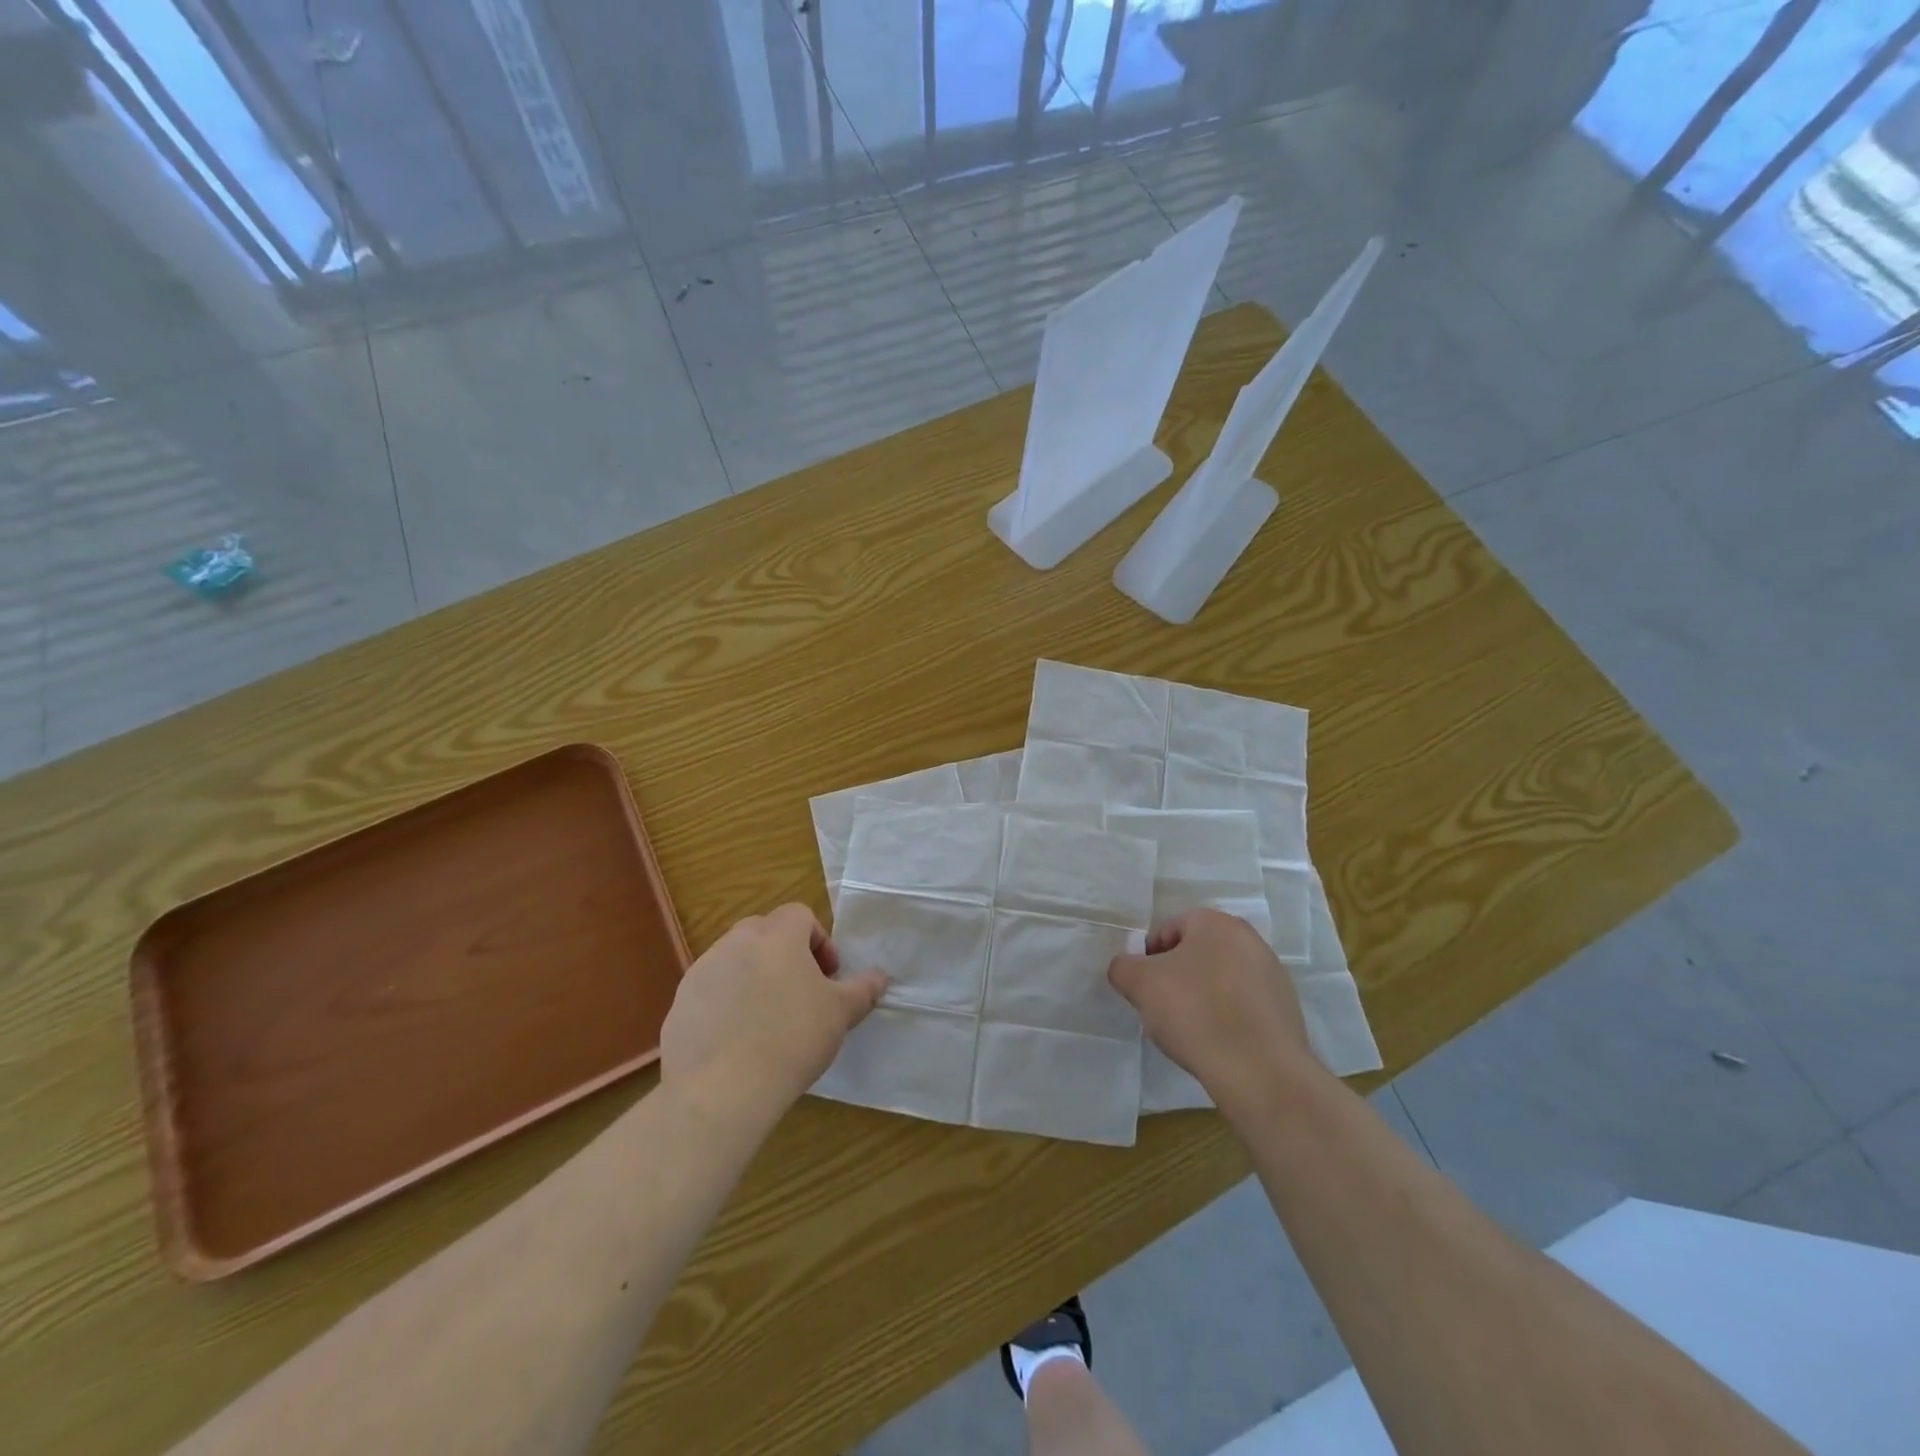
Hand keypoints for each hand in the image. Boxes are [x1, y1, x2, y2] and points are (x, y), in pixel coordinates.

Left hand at [660, 904, 886, 1126]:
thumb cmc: (792, 1038)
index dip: (819, 941)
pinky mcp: (680, 1005)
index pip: (799, 915)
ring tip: (767, 1021)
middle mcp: (735, 942)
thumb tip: (880, 977)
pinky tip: (737, 1043)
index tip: (828, 976)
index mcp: (776, 935)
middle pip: (764, 933)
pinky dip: (725, 1007)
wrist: (721, 1089)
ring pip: (734, 962)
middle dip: (784, 956)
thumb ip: (862, 990)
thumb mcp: (840, 1014)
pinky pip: (710, 994)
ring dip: (753, 979)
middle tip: (800, 994)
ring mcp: (702, 972)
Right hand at [1108, 908, 1322, 1119]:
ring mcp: (1273, 976)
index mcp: (1217, 923)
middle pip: (1199, 952)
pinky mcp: (1287, 1011)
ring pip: (1223, 979)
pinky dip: (1228, 1017)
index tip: (1144, 985)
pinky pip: (1244, 1006)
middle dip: (1178, 975)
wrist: (1259, 1070)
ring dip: (1203, 996)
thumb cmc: (1195, 1012)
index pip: (1170, 928)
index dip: (1150, 955)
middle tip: (1162, 1005)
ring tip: (1190, 1029)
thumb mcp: (1140, 984)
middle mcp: (1250, 940)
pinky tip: (1217, 1043)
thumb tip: (1126, 969)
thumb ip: (1123, 967)